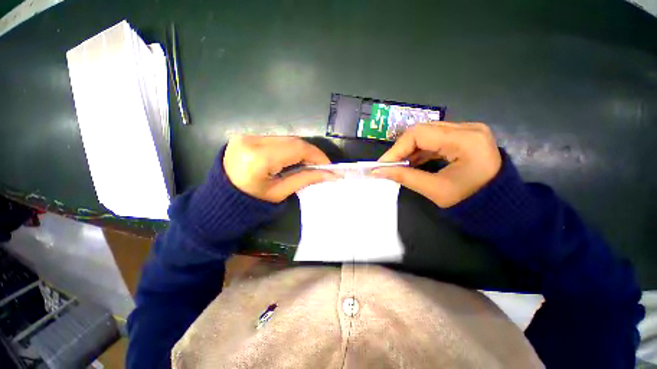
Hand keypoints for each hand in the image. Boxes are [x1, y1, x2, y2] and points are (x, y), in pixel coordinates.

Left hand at [224, 136, 332, 202]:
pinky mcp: (246, 136)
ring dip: (300, 149)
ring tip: (308, 162)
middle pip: (292, 140)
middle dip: (310, 152)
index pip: (296, 148)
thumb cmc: (251, 203)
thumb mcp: (280, 192)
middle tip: (320, 165)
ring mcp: (246, 136)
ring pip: (285, 138)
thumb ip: (306, 179)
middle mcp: (251, 141)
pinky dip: (288, 147)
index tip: (328, 165)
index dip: (316, 155)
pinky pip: (275, 139)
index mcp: (259, 159)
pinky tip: (292, 157)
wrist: (221, 201)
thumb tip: (330, 174)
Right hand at [374, 123, 501, 207]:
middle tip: (388, 165)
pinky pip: (435, 139)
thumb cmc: (471, 202)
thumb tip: (378, 172)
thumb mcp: (435, 190)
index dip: (396, 149)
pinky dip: (420, 151)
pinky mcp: (464, 137)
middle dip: (401, 149)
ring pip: (427, 134)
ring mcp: (467, 131)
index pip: (419, 134)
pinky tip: (411, 162)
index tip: (382, 164)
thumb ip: (404, 177)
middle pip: (422, 131)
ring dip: (409, 150)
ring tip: (397, 165)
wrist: (499, 206)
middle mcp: (468, 128)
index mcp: (466, 140)